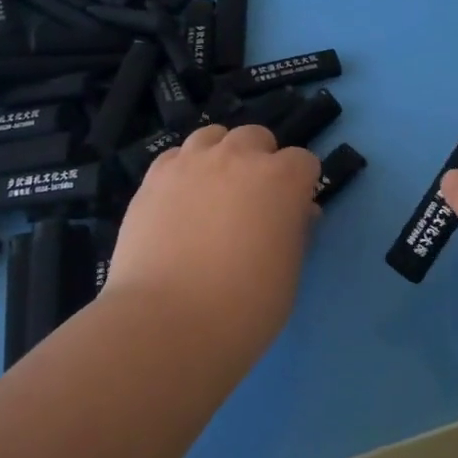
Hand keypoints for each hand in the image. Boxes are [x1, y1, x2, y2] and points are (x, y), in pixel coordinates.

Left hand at [105, 123, 319, 337]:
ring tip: (214, 191)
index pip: (303, 162)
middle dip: (261, 160)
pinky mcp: (153, 178)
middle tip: (253, 201)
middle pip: (257, 137)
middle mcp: (237, 157)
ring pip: (213, 136)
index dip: (301, 186)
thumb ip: (294, 231)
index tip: (293, 212)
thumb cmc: (244, 307)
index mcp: (281, 179)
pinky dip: (184, 169)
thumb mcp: (288, 273)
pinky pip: (175, 156)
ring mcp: (190, 163)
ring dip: (221, 155)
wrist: (167, 321)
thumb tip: (293, 213)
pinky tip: (180, 200)